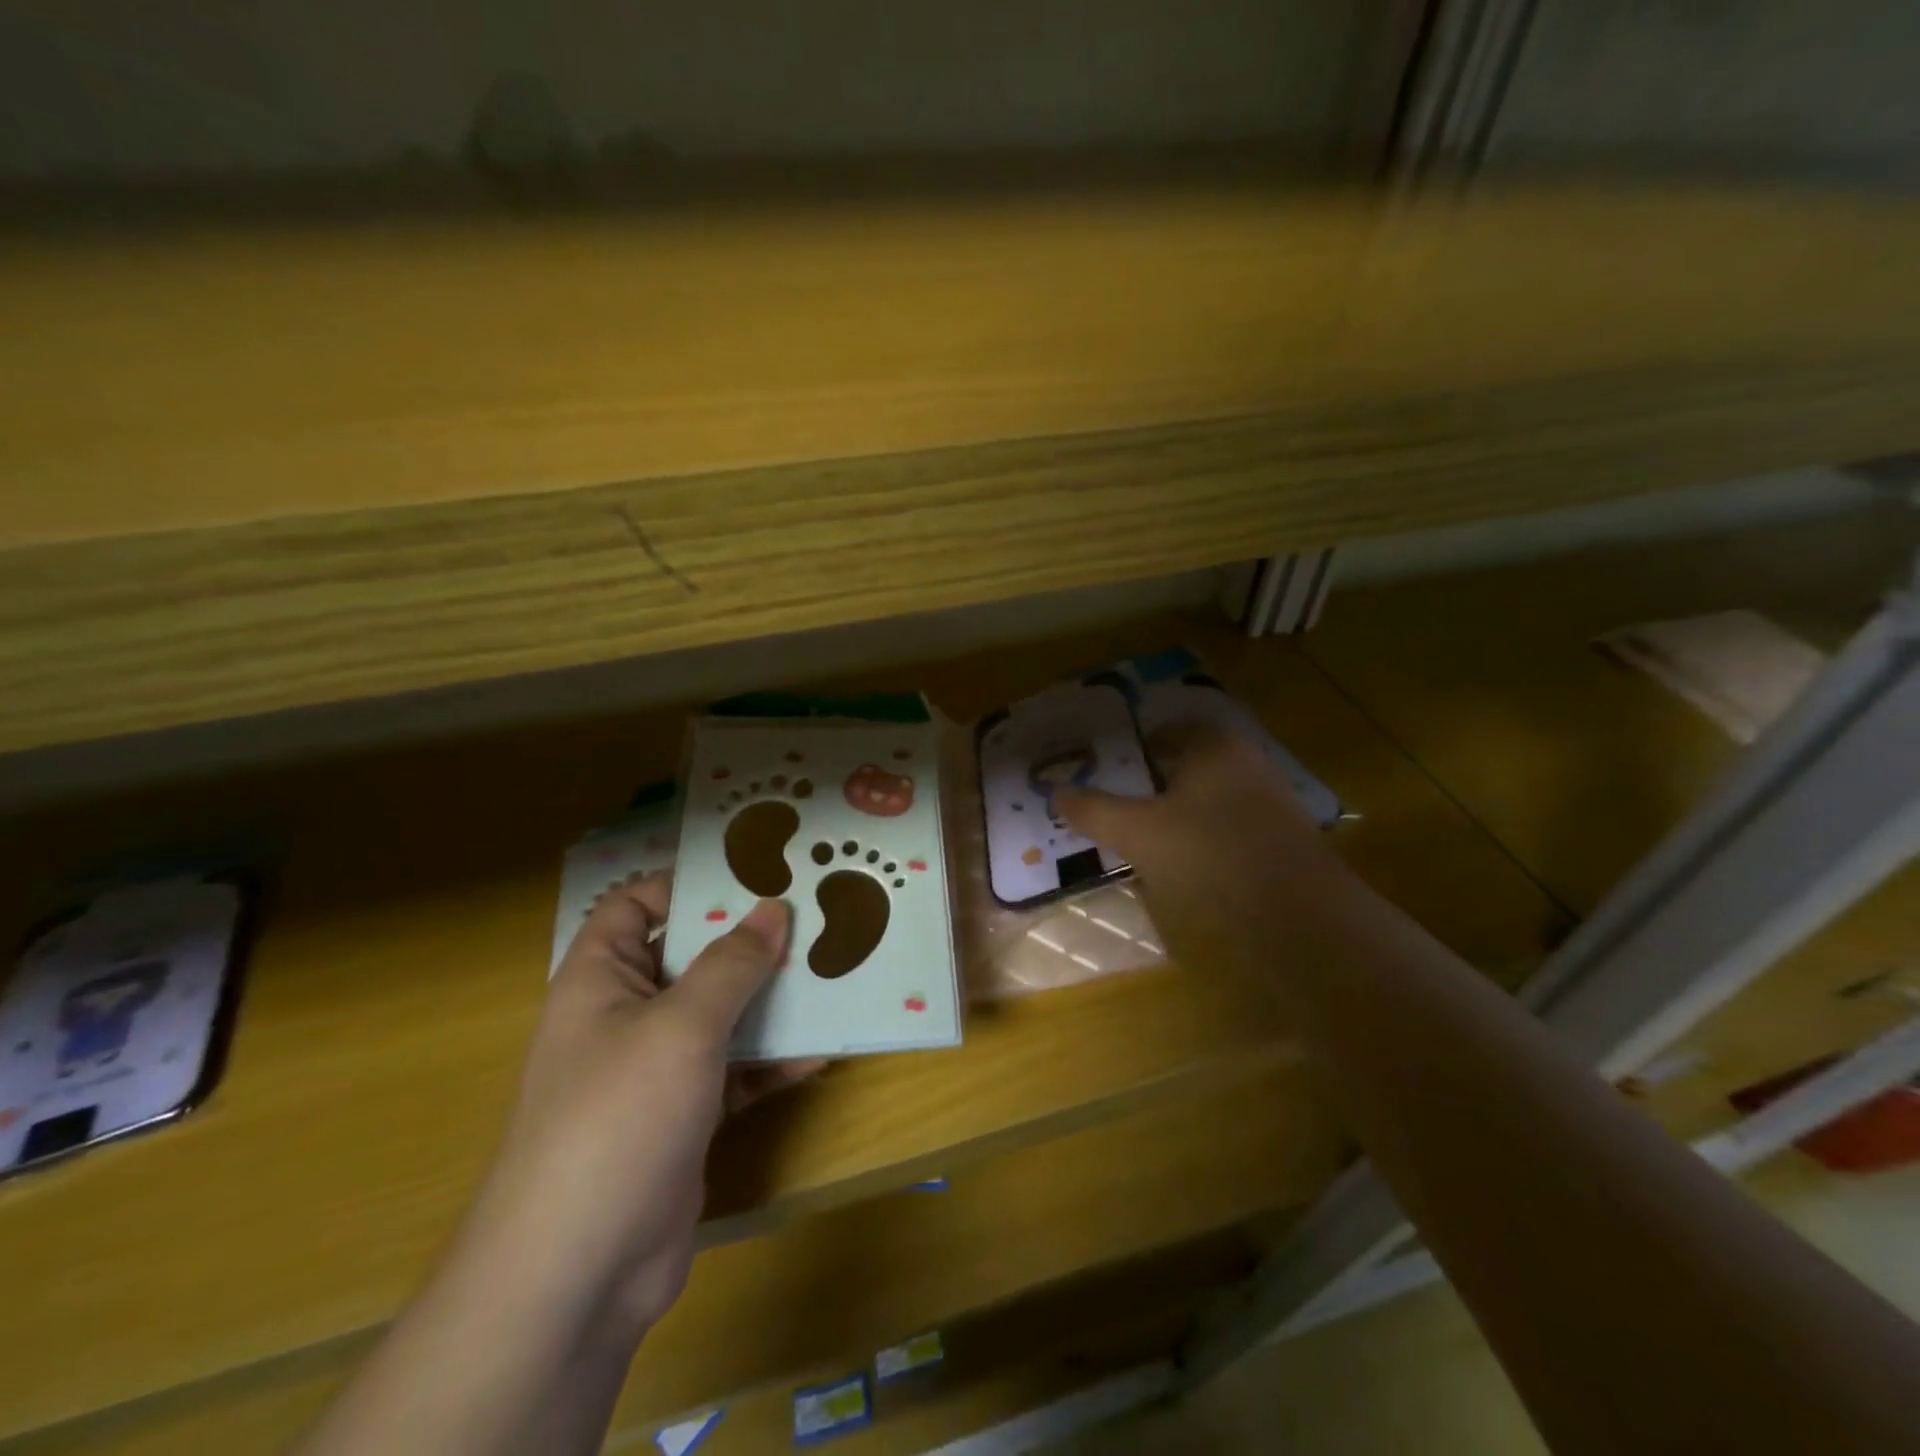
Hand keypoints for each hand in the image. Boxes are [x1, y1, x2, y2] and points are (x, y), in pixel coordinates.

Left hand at [465, 873, 820, 1349]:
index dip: (685, 885)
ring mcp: (656, 1070)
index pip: (635, 906)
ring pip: (720, 1015)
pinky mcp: (686, 1116)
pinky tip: (820, 1050)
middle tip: (812, 916)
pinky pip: (735, 1070)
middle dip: (748, 941)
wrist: (580, 1271)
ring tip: (829, 973)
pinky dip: (772, 1060)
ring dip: (770, 1000)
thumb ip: (731, 963)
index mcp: (601, 979)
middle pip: (690, 958)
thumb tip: (773, 909)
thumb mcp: (681, 1025)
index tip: (752, 873)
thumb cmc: (618, 1118)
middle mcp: (626, 1016)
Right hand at [1055, 725, 1342, 978]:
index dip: (1135, 748)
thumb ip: (1094, 810)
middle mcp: (1247, 764)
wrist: (1297, 914)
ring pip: (1210, 800)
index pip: (1169, 731)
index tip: (1108, 770)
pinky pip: (1230, 831)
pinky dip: (1204, 842)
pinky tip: (1185, 869)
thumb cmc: (1208, 853)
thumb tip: (1056, 793)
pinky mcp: (1283, 842)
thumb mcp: (1137, 831)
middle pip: (1189, 766)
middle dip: (1154, 784)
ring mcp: (1271, 804)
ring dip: (1179, 816)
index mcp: (1214, 746)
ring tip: (1144, 841)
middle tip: (1119, 806)